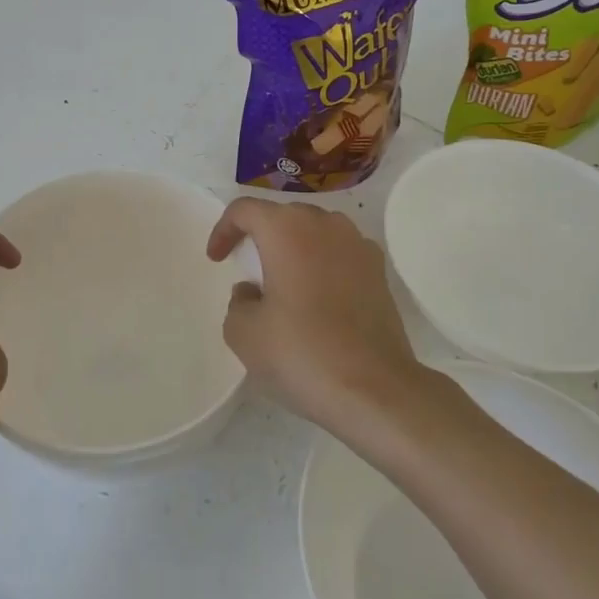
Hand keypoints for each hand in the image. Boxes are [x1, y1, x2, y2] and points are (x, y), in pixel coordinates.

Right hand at [205, 198, 423, 430]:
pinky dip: (324, 265)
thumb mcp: (244, 333)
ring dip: (295, 249)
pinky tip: (318, 299)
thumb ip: (238, 302)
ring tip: (284, 283)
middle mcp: (325, 224)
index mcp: (286, 229)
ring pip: (316, 232)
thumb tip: (254, 292)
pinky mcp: (380, 272)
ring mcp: (358, 246)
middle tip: (248, 268)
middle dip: (261, 236)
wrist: (374, 389)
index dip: (224, 230)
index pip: (245, 210)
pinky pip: (341, 254)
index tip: (218, 259)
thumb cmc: (301, 352)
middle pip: (284, 216)